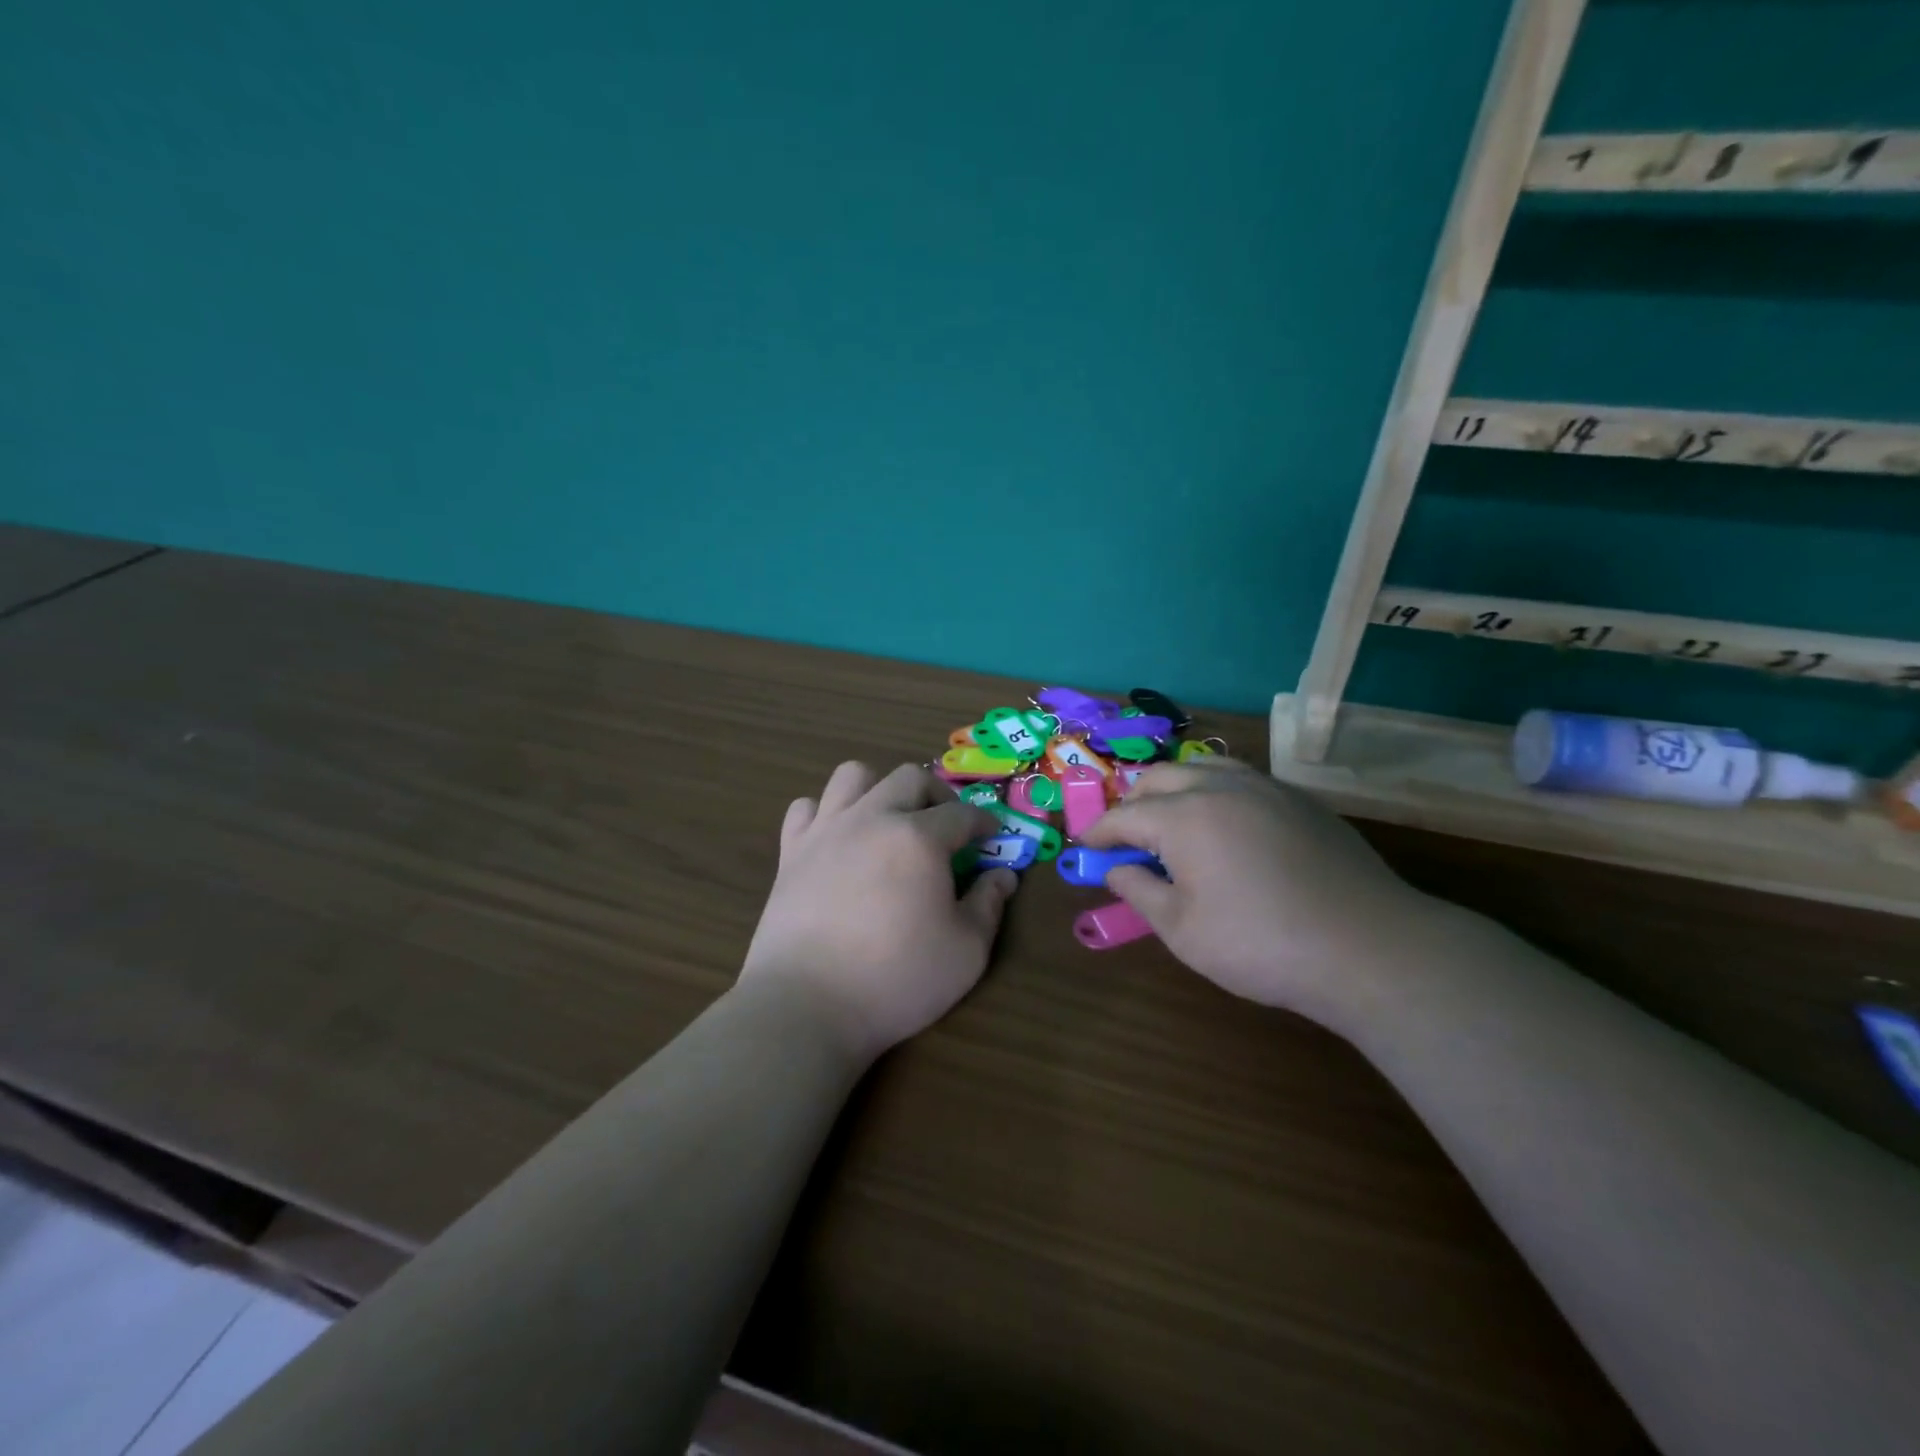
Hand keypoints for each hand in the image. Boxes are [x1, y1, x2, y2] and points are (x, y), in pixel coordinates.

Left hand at [739, 762, 1016, 1061]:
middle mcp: (872, 818)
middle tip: (947, 827)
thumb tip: (1003, 876)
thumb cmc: (897, 979)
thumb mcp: (966, 952)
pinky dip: (825, 814)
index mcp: (918, 838)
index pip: (962, 814)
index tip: (993, 837)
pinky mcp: (791, 853)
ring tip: (889, 822)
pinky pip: (806, 809)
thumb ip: (989, 905)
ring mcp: (826, 831)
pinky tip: (837, 841)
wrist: (807, 1005)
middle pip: (909, 777)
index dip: (984, 822)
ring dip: (879, 789)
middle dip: (937, 794)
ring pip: (853, 776)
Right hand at [1078, 758, 1438, 1024]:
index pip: (1124, 815)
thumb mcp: (1182, 930)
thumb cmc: (1261, 944)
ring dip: (1174, 789)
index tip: (1085, 849)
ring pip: (1202, 767)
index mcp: (1183, 817)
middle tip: (1126, 839)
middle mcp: (1219, 788)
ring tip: (1171, 821)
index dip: (1099, 833)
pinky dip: (1215, 792)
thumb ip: (1138, 891)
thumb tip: (1115, 869)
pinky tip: (1225, 826)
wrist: (1368, 948)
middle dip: (1133, 804)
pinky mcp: (1299, 800)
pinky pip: (1241, 779)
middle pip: (1158, 779)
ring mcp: (1265, 788)